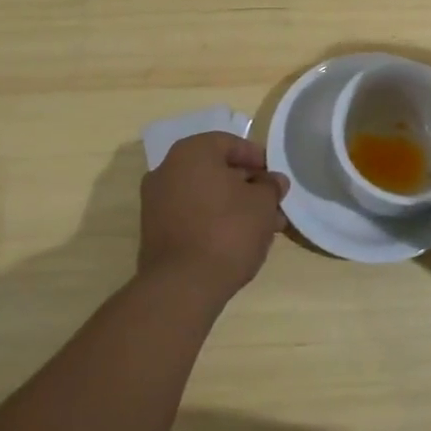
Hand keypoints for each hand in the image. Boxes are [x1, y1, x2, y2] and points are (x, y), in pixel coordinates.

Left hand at [139, 133, 288, 304]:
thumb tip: (274, 181)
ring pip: (206, 195)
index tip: (275, 177)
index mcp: (192, 152)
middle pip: (216, 170)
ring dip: (234, 205)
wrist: (182, 286)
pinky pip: (192, 215)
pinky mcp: (155, 231)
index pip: (230, 143)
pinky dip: (214, 220)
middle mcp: (168, 169)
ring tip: (264, 228)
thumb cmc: (227, 230)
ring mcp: (157, 202)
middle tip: (272, 203)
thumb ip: (270, 186)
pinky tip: (239, 240)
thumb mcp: (262, 204)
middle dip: (247, 185)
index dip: (257, 158)